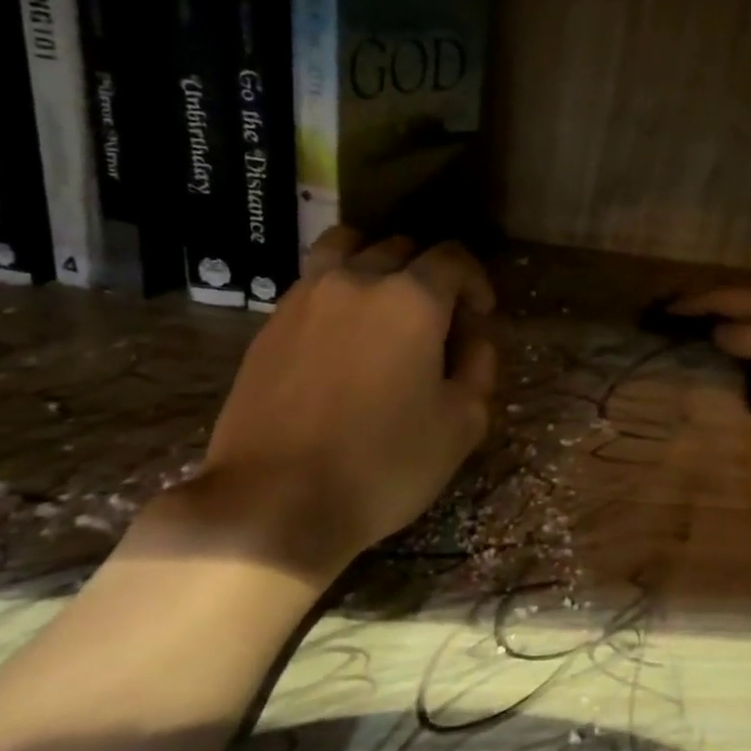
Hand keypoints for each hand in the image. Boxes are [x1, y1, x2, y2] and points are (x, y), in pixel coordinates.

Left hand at [152, 229, 497, 587]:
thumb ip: (479, 367)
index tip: (480, 317)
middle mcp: (357, 281)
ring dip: (375, 262)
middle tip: (437, 321)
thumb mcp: (462, 423)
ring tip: (384, 305)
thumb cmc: (383, 464)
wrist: (274, 503)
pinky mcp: (270, 324)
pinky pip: (313, 281)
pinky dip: (338, 289)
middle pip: (401, 247)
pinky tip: (343, 335)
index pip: (453, 258)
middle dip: (430, 275)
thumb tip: (472, 338)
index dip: (476, 282)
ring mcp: (306, 298)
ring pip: (346, 247)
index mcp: (412, 299)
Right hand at [670, 287, 750, 411]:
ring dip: (723, 320)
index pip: (718, 295)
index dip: (686, 304)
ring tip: (698, 333)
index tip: (655, 311)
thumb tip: (712, 331)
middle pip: (733, 298)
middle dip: (701, 306)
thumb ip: (745, 337)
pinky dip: (747, 335)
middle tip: (670, 319)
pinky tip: (748, 351)